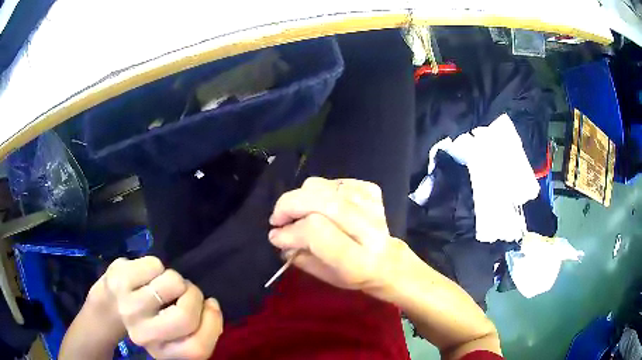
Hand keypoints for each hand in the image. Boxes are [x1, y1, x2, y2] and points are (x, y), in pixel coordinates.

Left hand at [89, 256, 222, 359]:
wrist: (109, 306)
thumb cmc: (149, 321)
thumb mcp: (175, 336)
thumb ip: (198, 330)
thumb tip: (211, 305)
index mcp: (161, 352)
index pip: (198, 348)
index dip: (212, 324)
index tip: (210, 306)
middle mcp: (143, 334)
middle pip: (185, 316)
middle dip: (194, 296)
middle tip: (187, 291)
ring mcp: (128, 306)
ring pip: (172, 283)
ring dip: (176, 279)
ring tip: (164, 284)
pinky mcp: (119, 278)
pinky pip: (155, 264)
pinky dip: (158, 266)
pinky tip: (147, 275)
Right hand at [268, 177, 406, 294]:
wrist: (387, 260)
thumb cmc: (353, 275)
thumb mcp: (324, 276)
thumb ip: (299, 256)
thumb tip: (277, 236)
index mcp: (357, 259)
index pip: (316, 231)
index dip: (290, 231)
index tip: (275, 236)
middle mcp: (368, 229)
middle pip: (321, 201)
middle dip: (289, 205)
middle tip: (277, 218)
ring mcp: (372, 206)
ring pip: (324, 186)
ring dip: (301, 197)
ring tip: (297, 212)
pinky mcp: (372, 191)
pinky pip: (335, 181)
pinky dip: (320, 190)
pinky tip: (320, 205)